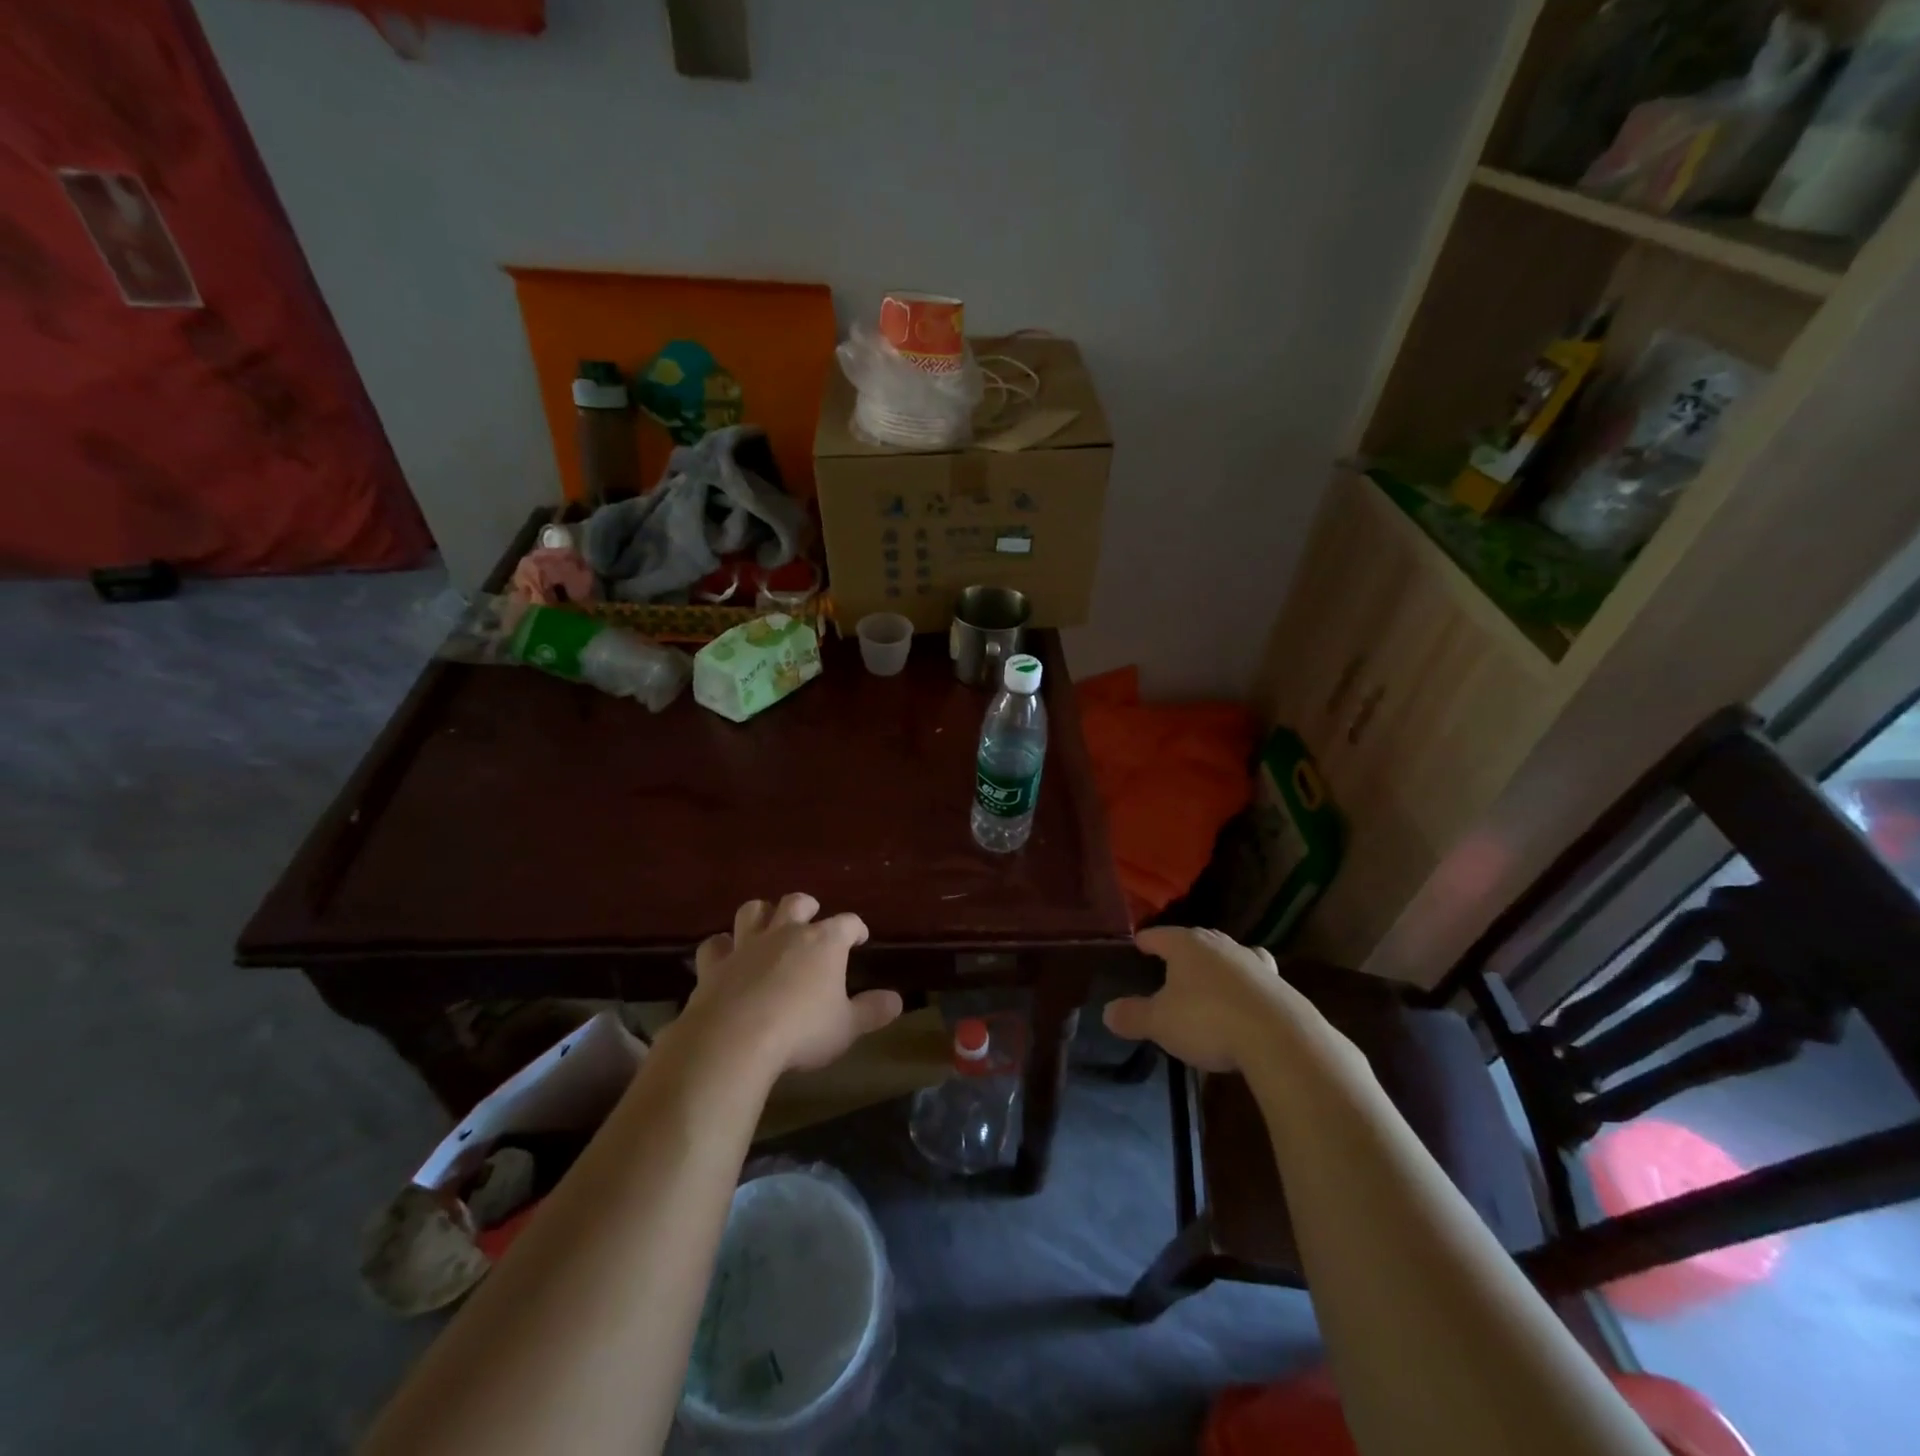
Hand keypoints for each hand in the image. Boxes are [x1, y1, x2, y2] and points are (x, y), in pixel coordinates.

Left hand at [678, 894, 902, 1073]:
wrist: (736, 1039)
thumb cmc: (802, 1031)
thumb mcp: (847, 1027)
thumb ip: (872, 1011)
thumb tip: (897, 1000)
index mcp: (824, 942)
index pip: (847, 923)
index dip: (856, 928)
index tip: (860, 937)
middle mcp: (786, 933)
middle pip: (797, 902)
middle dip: (806, 906)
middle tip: (811, 917)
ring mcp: (747, 945)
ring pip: (753, 911)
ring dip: (761, 913)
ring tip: (767, 923)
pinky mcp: (715, 964)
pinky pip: (715, 944)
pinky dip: (722, 946)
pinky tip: (725, 955)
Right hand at [1104, 926, 1316, 1072]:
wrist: (1279, 1037)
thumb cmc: (1207, 1020)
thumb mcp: (1160, 1023)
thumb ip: (1133, 1016)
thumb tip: (1108, 1012)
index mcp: (1187, 945)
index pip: (1159, 935)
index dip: (1147, 941)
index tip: (1138, 944)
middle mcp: (1220, 945)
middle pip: (1196, 939)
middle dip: (1183, 949)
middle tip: (1171, 962)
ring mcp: (1253, 962)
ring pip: (1229, 954)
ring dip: (1218, 964)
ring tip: (1210, 978)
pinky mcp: (1279, 984)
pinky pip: (1255, 978)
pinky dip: (1245, 985)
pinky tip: (1245, 1001)